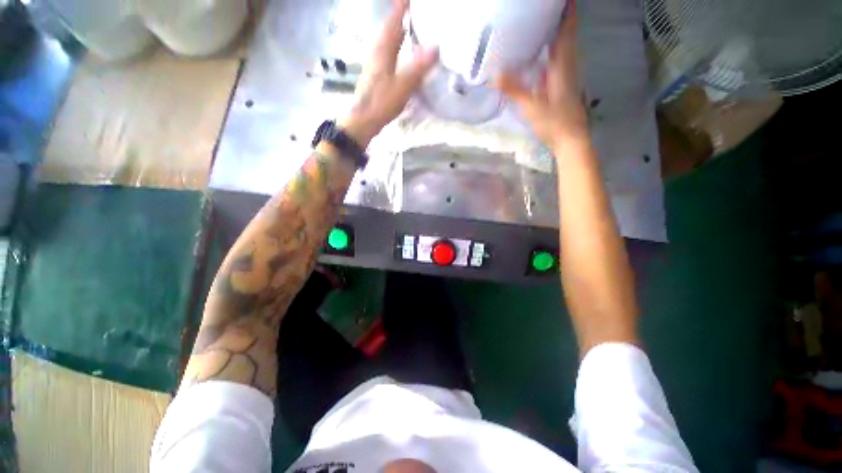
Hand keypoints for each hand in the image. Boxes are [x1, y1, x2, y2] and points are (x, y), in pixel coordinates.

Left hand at [339, 0, 438, 147]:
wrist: (364, 119)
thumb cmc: (382, 101)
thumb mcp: (403, 85)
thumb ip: (419, 67)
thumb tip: (436, 46)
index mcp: (383, 48)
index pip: (393, 19)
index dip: (402, 6)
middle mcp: (377, 51)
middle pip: (390, 28)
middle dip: (401, 17)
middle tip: (416, 12)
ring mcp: (375, 63)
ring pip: (389, 41)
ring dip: (399, 33)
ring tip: (412, 29)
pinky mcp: (376, 74)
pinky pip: (388, 54)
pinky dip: (397, 48)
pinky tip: (403, 55)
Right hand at [494, 1, 586, 151]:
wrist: (570, 139)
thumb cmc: (554, 121)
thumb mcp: (531, 106)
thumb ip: (514, 89)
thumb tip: (493, 75)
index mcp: (562, 64)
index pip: (566, 30)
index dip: (566, 11)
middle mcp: (566, 65)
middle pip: (565, 35)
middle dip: (558, 18)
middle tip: (542, 10)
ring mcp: (565, 76)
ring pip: (562, 48)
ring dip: (554, 34)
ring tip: (539, 24)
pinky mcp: (562, 86)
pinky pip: (556, 62)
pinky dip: (549, 53)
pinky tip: (538, 55)